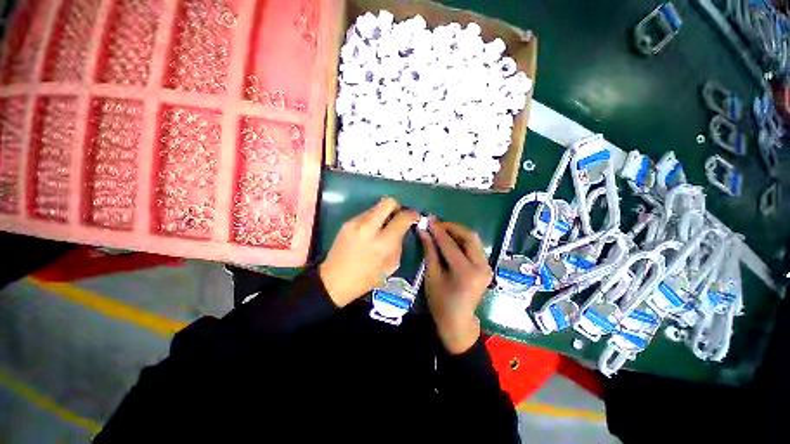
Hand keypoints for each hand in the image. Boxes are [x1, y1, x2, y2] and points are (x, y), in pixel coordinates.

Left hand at [319, 197, 418, 307]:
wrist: (333, 281)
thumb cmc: (365, 280)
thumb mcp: (389, 267)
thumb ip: (398, 245)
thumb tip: (401, 231)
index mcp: (382, 243)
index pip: (402, 219)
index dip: (412, 215)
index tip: (414, 216)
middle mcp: (368, 228)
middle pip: (388, 202)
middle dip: (397, 206)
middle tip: (399, 215)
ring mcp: (355, 223)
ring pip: (376, 207)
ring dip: (383, 214)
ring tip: (383, 226)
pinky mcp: (347, 223)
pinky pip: (365, 214)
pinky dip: (372, 219)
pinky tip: (370, 232)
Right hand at [418, 219, 492, 354]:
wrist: (457, 321)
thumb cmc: (440, 302)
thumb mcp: (432, 276)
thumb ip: (429, 251)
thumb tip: (423, 231)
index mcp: (465, 272)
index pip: (449, 244)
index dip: (437, 230)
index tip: (428, 219)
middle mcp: (481, 267)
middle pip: (469, 237)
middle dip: (452, 227)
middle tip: (436, 224)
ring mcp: (486, 267)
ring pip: (474, 240)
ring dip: (458, 232)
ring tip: (442, 229)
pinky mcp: (486, 267)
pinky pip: (475, 247)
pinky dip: (463, 240)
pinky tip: (452, 239)